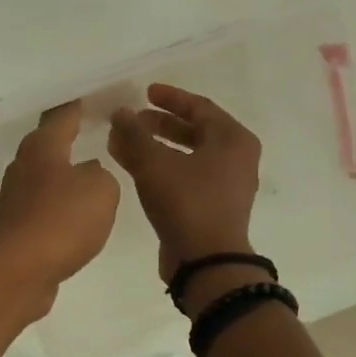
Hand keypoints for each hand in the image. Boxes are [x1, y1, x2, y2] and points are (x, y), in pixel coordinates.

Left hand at [0, 102, 120, 315]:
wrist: (19, 271)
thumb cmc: (61, 220)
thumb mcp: (101, 189)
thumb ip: (101, 174)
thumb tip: (87, 174)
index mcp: (42, 147)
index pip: (62, 115)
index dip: (78, 105)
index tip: (93, 97)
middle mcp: (24, 166)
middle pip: (48, 143)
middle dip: (68, 137)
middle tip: (94, 131)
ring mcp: (16, 198)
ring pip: (45, 176)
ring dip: (64, 174)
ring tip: (91, 173)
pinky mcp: (17, 227)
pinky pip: (44, 207)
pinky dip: (60, 205)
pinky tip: (76, 213)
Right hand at [108, 83, 261, 282]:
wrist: (207, 263)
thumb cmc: (187, 203)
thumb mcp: (154, 163)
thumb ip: (134, 134)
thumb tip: (119, 113)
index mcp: (233, 139)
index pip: (199, 107)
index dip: (169, 98)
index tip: (144, 93)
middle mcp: (236, 159)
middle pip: (195, 130)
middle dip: (159, 124)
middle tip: (132, 120)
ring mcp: (227, 186)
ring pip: (187, 155)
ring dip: (156, 147)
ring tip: (125, 144)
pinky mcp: (213, 208)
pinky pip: (186, 177)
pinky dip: (162, 169)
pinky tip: (135, 170)